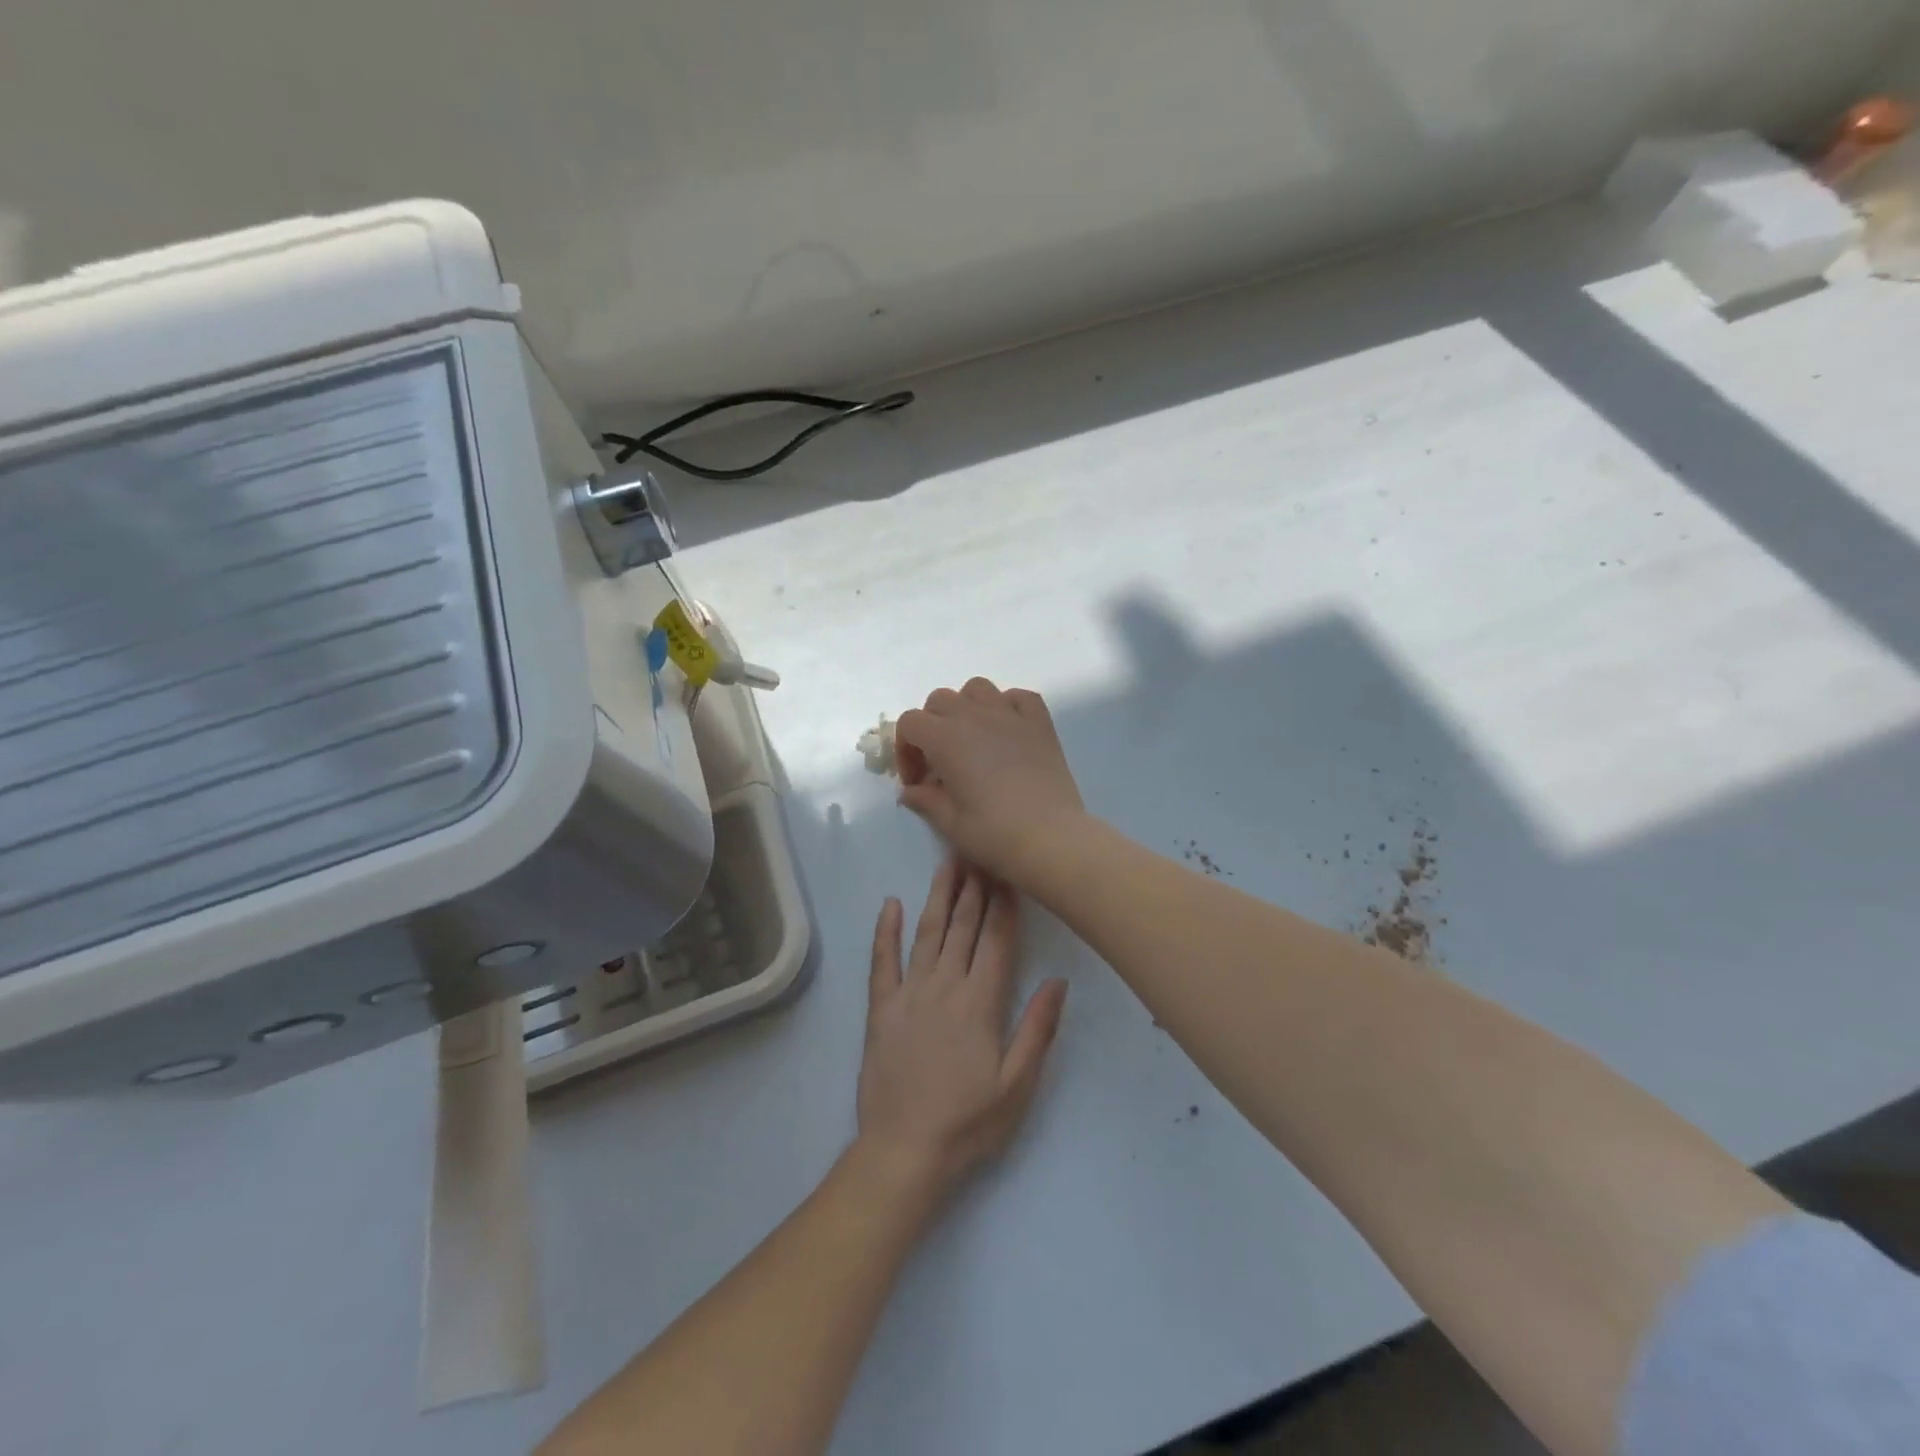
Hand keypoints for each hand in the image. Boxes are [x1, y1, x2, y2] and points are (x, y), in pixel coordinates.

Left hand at [856, 860, 1068, 1201]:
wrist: (905, 1150)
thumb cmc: (968, 1122)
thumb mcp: (1017, 1084)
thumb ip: (1038, 1029)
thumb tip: (1059, 981)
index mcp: (981, 1003)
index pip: (998, 941)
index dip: (1005, 904)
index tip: (1010, 872)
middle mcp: (945, 987)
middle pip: (964, 927)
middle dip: (975, 888)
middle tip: (980, 851)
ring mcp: (909, 994)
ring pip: (928, 934)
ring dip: (939, 897)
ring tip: (948, 863)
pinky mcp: (881, 1008)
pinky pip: (882, 961)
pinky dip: (886, 931)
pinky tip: (891, 904)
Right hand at [894, 678, 1087, 886]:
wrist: (1052, 838)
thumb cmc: (994, 834)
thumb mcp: (950, 823)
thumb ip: (925, 801)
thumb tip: (910, 792)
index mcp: (946, 739)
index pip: (910, 723)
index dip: (905, 750)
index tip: (917, 781)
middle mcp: (975, 716)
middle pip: (940, 701)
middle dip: (931, 727)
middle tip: (940, 762)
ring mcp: (1010, 715)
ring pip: (977, 689)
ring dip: (966, 708)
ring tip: (972, 739)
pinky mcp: (1040, 723)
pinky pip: (1019, 697)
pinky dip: (1007, 706)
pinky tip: (1007, 730)